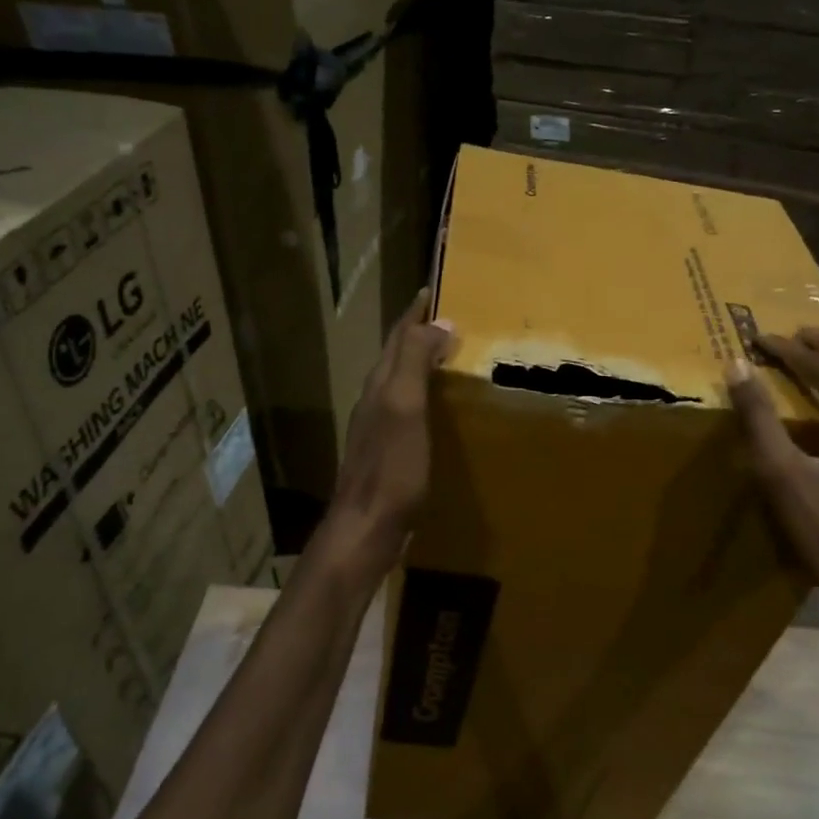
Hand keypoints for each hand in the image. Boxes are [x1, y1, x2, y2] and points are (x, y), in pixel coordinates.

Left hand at [325, 288, 455, 568]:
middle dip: (419, 334)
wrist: (366, 528)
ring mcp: (379, 429)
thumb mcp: (404, 406)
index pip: (398, 336)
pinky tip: (441, 411)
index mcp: (380, 385)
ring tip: (451, 359)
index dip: (415, 313)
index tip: (433, 290)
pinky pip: (409, 411)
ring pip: (402, 384)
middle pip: (396, 357)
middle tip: (451, 322)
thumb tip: (438, 321)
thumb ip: (415, 361)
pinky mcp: (389, 455)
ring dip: (422, 365)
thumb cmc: (390, 468)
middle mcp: (376, 401)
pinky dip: (426, 398)